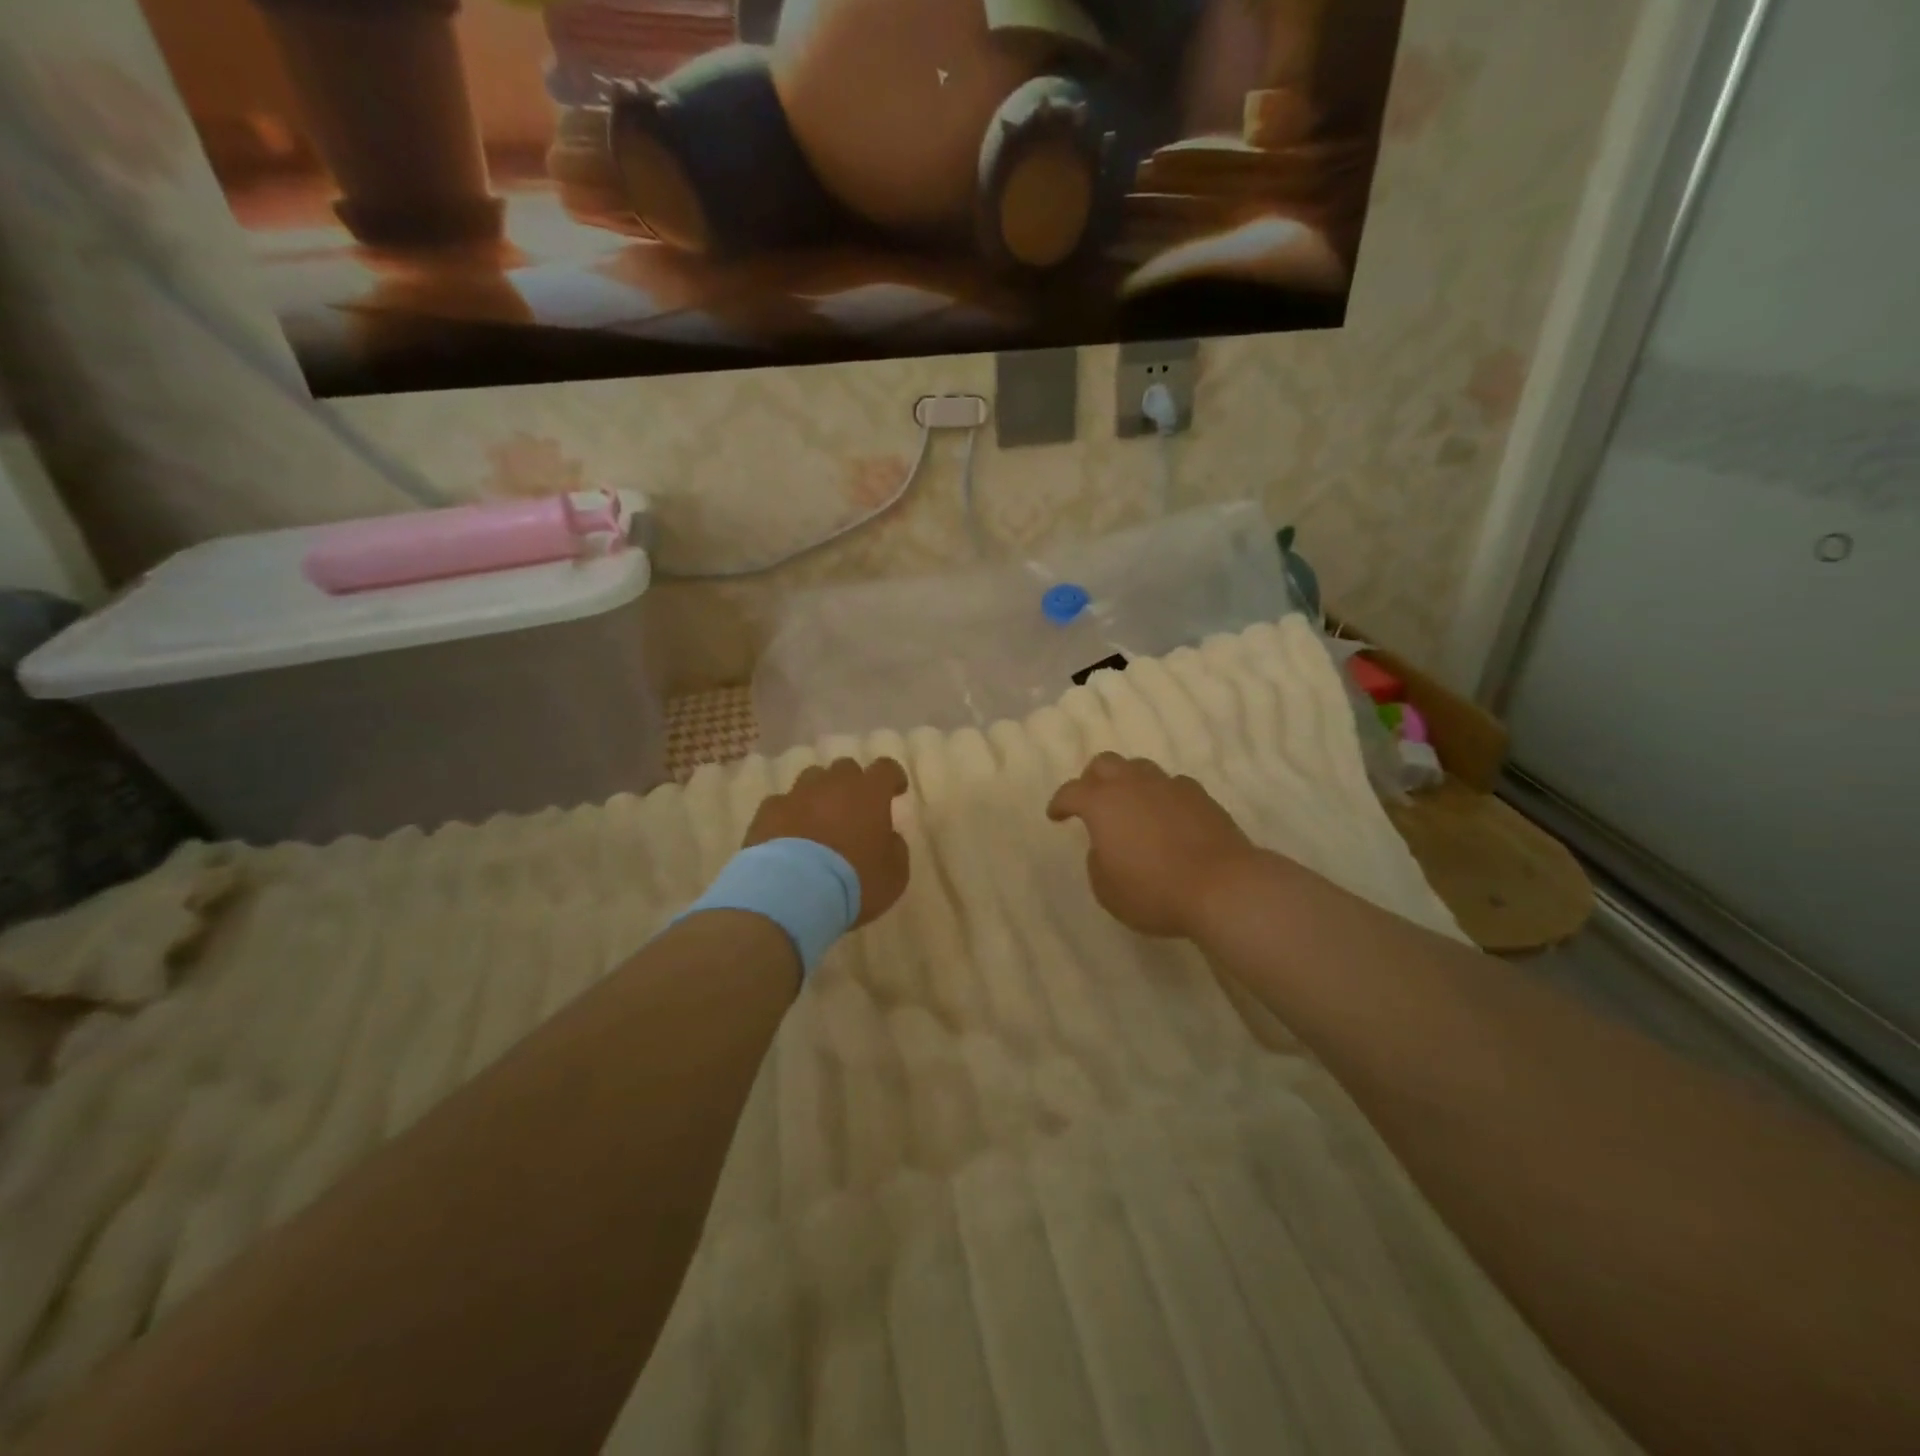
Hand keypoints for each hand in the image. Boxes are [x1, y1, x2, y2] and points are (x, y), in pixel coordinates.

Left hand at [744, 758, 910, 926]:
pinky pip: (781, 804)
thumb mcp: (894, 875)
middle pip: (845, 768)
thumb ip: (896, 849)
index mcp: (869, 794)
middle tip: (855, 808)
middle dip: (853, 784)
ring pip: (811, 779)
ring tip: (819, 819)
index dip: (893, 777)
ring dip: (819, 794)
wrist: (792, 893)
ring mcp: (796, 795)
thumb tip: (889, 837)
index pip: (886, 769)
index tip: (896, 790)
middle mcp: (832, 785)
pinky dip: (788, 814)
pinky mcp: (767, 812)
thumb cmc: (853, 882)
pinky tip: (788, 834)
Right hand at [1047, 753, 1254, 938]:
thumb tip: (1106, 845)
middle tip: (1091, 800)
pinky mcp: (1201, 796)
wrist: (1222, 886)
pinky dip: (1161, 795)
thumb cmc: (1154, 891)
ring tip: (1130, 806)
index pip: (1071, 791)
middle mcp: (1133, 785)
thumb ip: (1097, 861)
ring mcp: (1170, 786)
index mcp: (1102, 803)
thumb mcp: (1107, 889)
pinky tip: (1166, 815)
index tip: (1055, 815)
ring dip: (1128, 782)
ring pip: (1140, 768)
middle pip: (1105, 763)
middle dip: (1092, 779)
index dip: (1059, 802)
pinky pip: (1172, 785)